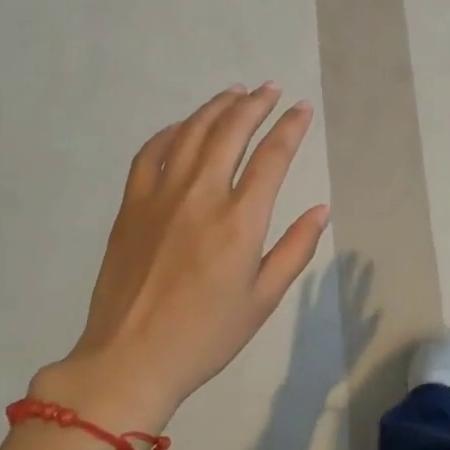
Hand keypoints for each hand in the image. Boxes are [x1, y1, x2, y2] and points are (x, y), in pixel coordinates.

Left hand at [32, 85, 329, 430]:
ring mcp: (161, 196)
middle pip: (231, 131)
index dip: (291, 126)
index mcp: (240, 221)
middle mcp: (201, 196)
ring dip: (216, 107)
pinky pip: (150, 153)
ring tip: (235, 92)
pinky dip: (170, 131)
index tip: (303, 108)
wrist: (128, 360)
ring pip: (191, 133)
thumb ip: (295, 249)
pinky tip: (183, 125)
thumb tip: (321, 209)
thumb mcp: (263, 300)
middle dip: (256, 104)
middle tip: (271, 89)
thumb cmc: (205, 335)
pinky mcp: (131, 205)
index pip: (272, 156)